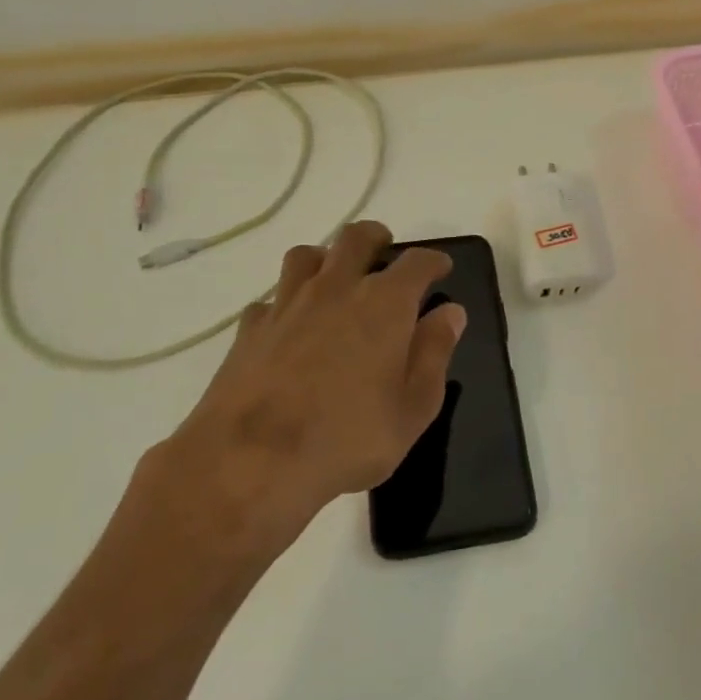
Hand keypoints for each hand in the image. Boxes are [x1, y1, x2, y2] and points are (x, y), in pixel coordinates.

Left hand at [135, 221, 466, 557]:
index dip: (433, 260)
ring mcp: (287, 304)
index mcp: (384, 304)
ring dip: (325, 259)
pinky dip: (285, 304)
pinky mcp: (250, 328)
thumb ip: (435, 353)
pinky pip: (270, 299)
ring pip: (306, 256)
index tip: (440, 268)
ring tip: (333, 278)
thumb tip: (450, 313)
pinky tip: (288, 326)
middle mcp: (336, 289)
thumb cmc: (348, 438)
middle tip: (385, 250)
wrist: (252, 460)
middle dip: (376, 238)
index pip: (416, 263)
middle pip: (355, 238)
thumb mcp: (414, 407)